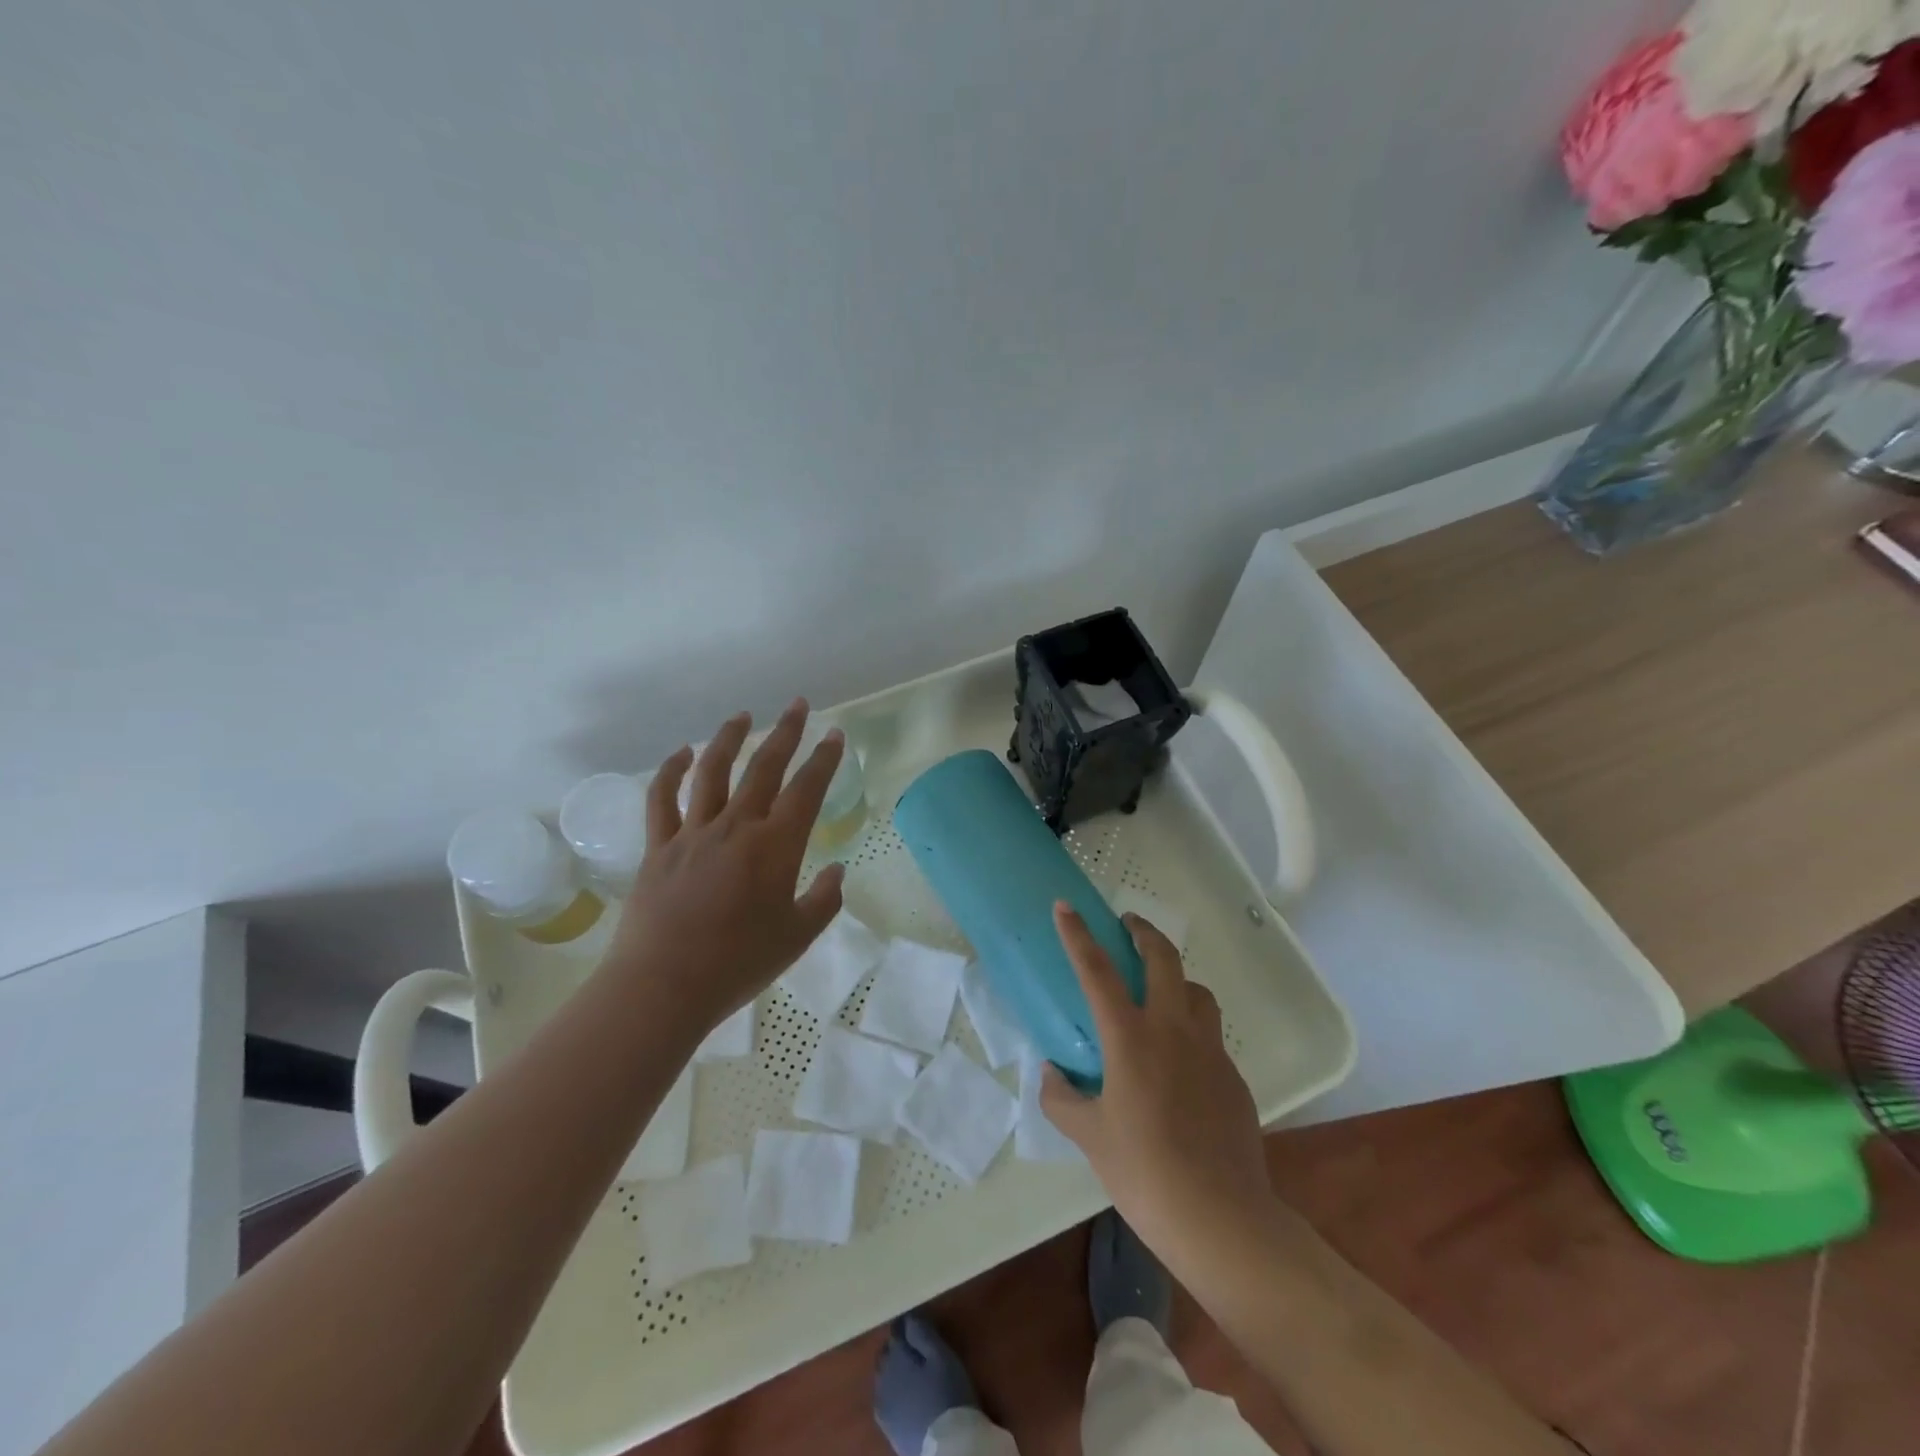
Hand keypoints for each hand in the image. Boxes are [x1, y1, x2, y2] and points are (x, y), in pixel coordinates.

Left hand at [604, 700, 846, 1034]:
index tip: (834, 734)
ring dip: (729, 738)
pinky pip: (663, 799)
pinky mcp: (659, 847)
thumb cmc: (738, 964)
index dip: (824, 759)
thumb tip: (837, 871)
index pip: (807, 789)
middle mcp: (736, 826)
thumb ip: (824, 901)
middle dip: (784, 732)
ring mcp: (693, 832)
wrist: (663, 986)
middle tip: (797, 705)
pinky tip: (681, 753)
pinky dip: (671, 771)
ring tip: (742, 716)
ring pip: (713, 771)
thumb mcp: (797, 937)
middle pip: (763, 767)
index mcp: (776, 846)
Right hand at [1041, 904, 1275, 1260]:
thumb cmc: (1144, 1173)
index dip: (1078, 934)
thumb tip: (1052, 1073)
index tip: (1066, 906)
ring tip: (1160, 991)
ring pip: (1197, 991)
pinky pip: (1210, 1035)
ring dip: (1176, 977)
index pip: (1097, 971)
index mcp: (1130, 1038)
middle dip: (1144, 932)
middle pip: (1163, 959)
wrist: (1221, 1218)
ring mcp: (1209, 1051)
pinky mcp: (1233, 1077)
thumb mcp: (1089, 1137)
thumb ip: (1062, 1098)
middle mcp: (1173, 1030)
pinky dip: (1192, 1028)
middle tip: (1129, 925)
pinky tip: (1180, 1062)